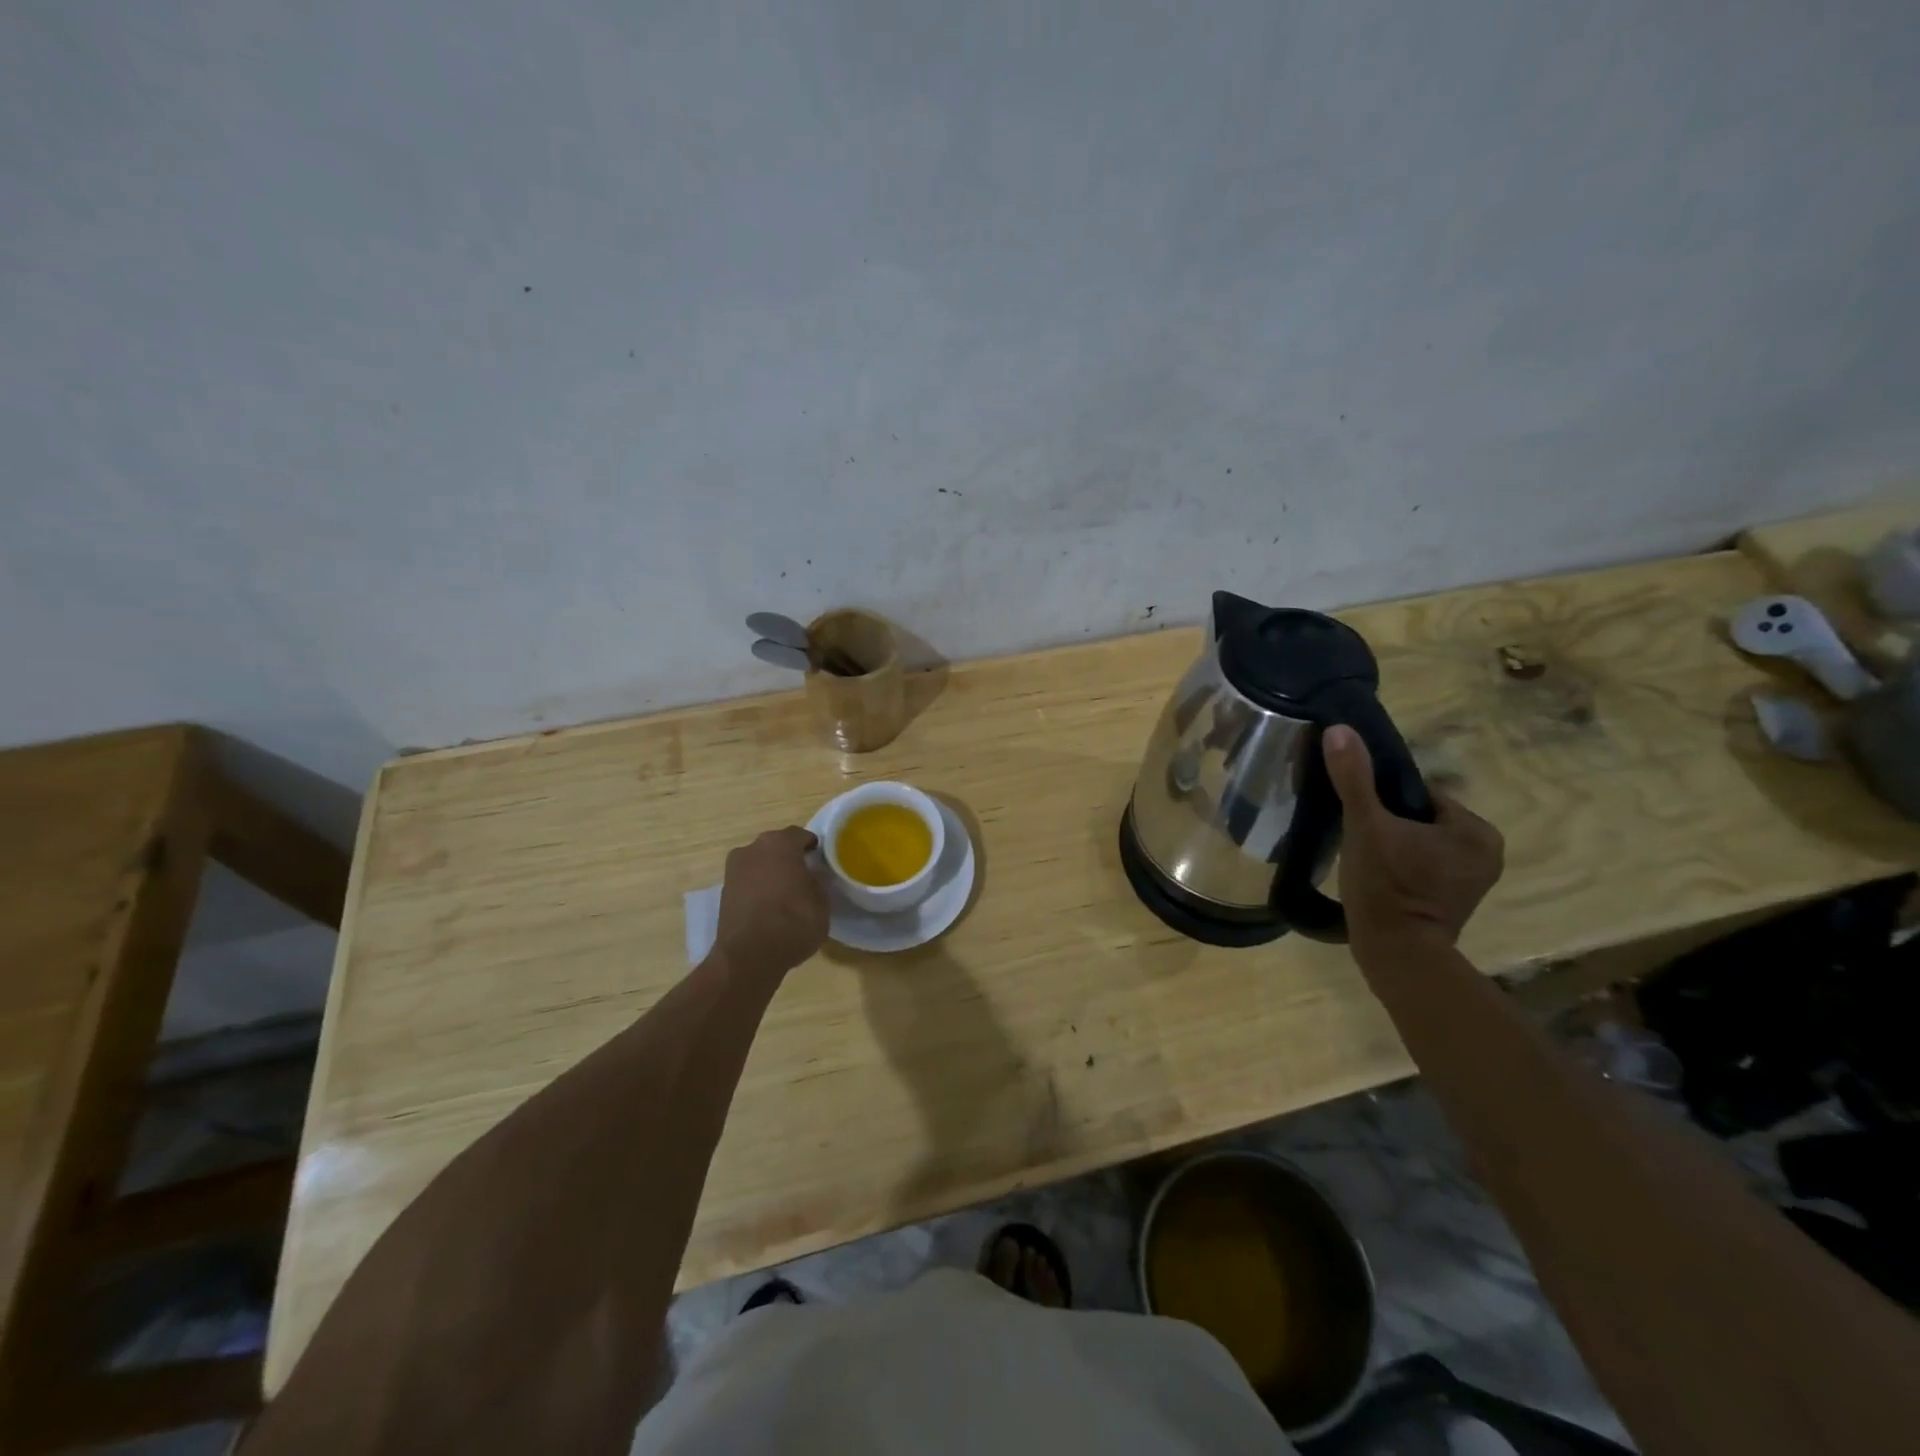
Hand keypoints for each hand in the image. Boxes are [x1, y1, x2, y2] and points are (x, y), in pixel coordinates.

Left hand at [714, 826, 829, 976]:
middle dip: (789, 857)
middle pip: (776, 846)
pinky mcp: (723, 890)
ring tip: (785, 893)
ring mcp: (734, 869)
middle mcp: (753, 848)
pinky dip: (757, 887)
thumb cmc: (792, 924)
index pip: (801, 835)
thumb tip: (812, 876)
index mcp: (780, 844)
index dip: (812, 847)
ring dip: (771, 872)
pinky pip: (748, 880)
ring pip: (759, 862)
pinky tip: (768, 906)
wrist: (748, 957)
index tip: (820, 861)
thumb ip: (818, 883)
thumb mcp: (821, 904)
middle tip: (804, 876)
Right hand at [1324, 725, 1503, 948]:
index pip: (1422, 795)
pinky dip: (1401, 865)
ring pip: (1419, 842)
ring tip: (1364, 857)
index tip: (1360, 815)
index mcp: (1476, 830)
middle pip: (1420, 818)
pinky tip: (1377, 875)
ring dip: (1393, 843)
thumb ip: (1354, 779)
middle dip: (1390, 823)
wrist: (1395, 955)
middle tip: (1359, 838)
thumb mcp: (1365, 827)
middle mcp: (1486, 852)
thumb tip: (1339, 729)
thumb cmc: (1386, 887)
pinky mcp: (1456, 900)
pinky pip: (1423, 865)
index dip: (1385, 801)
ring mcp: (1473, 880)